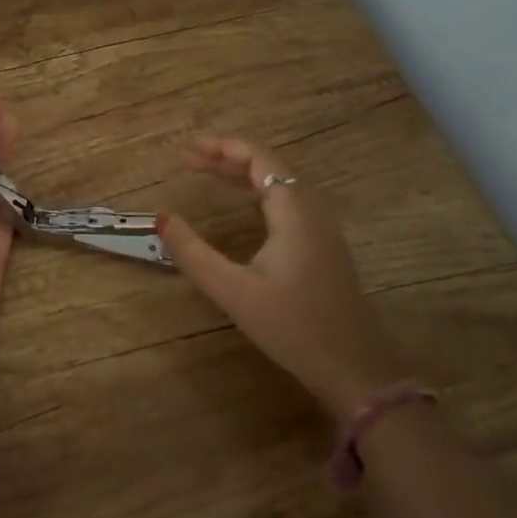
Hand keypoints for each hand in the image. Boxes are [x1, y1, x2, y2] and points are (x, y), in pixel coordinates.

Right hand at [158, 137, 408, 418]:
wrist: (355, 369)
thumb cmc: (294, 327)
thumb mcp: (234, 292)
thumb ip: (194, 253)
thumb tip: (161, 218)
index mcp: (294, 212)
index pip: (259, 158)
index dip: (221, 147)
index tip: (186, 150)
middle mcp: (312, 210)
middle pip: (269, 166)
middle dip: (226, 158)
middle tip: (187, 160)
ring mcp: (321, 228)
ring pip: (279, 184)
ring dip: (242, 174)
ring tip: (205, 174)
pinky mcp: (323, 246)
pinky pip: (287, 202)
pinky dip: (257, 192)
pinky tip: (240, 205)